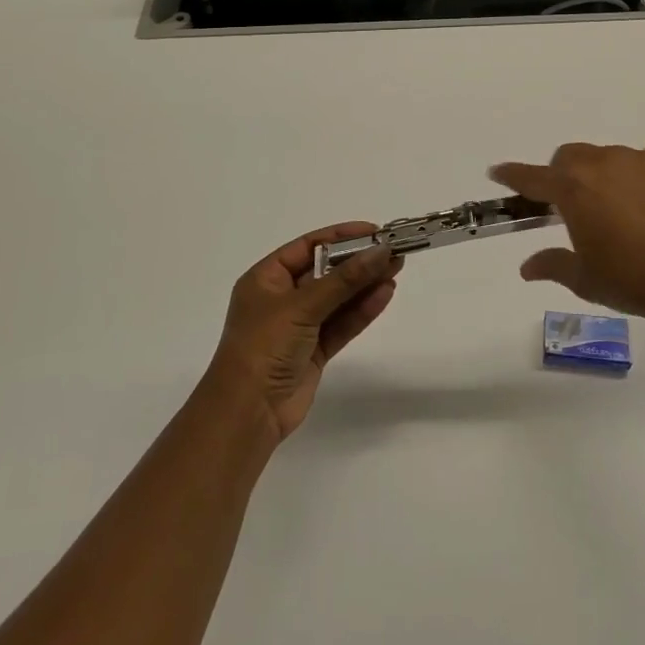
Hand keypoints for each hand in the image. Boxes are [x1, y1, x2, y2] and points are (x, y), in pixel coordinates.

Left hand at [205, 223, 401, 444]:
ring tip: (397, 267)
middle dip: (358, 261)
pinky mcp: (314, 350)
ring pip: (338, 298)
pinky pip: (342, 323)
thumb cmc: (264, 346)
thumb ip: (344, 279)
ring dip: (365, 284)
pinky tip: (385, 294)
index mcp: (266, 279)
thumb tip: (380, 251)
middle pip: (326, 271)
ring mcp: (299, 326)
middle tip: (393, 249)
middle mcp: (282, 298)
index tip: (373, 231)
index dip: (340, 236)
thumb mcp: (302, 306)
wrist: (248, 413)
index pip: (307, 247)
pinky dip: (362, 310)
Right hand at [490, 135, 644, 331]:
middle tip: (572, 204)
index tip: (498, 172)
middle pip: (570, 157)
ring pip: (609, 155)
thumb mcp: (586, 281)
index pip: (532, 177)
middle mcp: (602, 164)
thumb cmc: (636, 283)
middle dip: (563, 175)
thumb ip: (553, 265)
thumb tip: (526, 267)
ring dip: (604, 173)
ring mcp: (641, 158)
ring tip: (621, 204)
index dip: (512, 175)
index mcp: (573, 190)